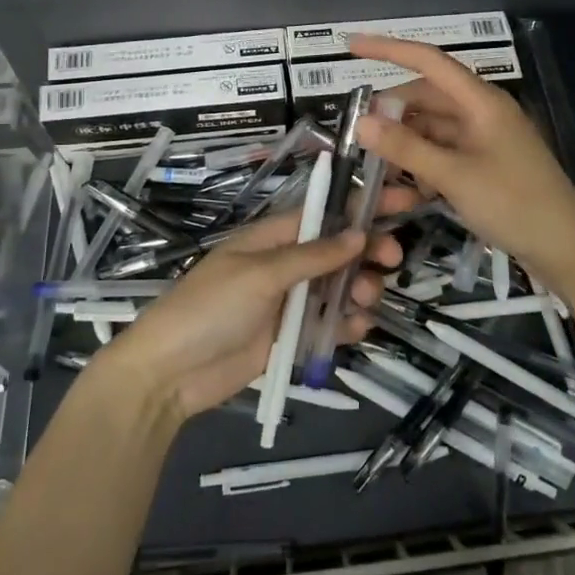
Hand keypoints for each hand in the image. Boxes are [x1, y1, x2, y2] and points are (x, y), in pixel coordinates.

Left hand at [97, 189, 411, 421]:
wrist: (169, 375)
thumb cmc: (209, 309)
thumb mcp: (259, 275)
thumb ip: (311, 256)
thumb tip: (358, 235)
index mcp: (272, 238)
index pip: (325, 213)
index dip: (362, 205)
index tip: (404, 200)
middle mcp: (285, 265)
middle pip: (339, 250)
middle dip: (368, 251)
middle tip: (392, 261)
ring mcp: (289, 302)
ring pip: (339, 288)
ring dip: (360, 289)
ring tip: (364, 302)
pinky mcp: (291, 338)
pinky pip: (329, 325)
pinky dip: (347, 324)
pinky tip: (355, 329)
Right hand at [349, 33, 574, 287]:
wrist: (567, 248)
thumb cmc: (514, 204)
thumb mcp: (454, 176)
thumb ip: (406, 148)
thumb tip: (361, 121)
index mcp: (481, 101)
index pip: (429, 61)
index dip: (389, 49)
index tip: (351, 45)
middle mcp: (483, 112)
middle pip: (428, 97)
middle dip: (393, 111)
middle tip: (358, 134)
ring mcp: (485, 139)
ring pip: (433, 127)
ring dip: (406, 141)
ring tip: (376, 165)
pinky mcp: (486, 164)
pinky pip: (445, 151)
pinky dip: (424, 162)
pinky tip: (408, 186)